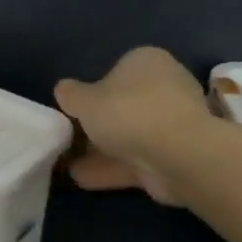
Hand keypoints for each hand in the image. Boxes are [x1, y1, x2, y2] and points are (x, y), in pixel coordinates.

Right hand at [54, 47, 214, 204]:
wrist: (177, 155)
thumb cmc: (127, 112)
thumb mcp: (84, 100)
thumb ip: (70, 95)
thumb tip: (64, 90)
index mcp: (147, 61)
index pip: (117, 70)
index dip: (94, 91)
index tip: (76, 111)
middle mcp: (166, 86)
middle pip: (124, 106)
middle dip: (99, 126)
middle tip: (71, 140)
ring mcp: (174, 123)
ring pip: (130, 136)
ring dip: (101, 152)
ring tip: (68, 167)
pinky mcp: (177, 155)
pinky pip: (138, 160)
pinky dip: (112, 169)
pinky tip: (83, 179)